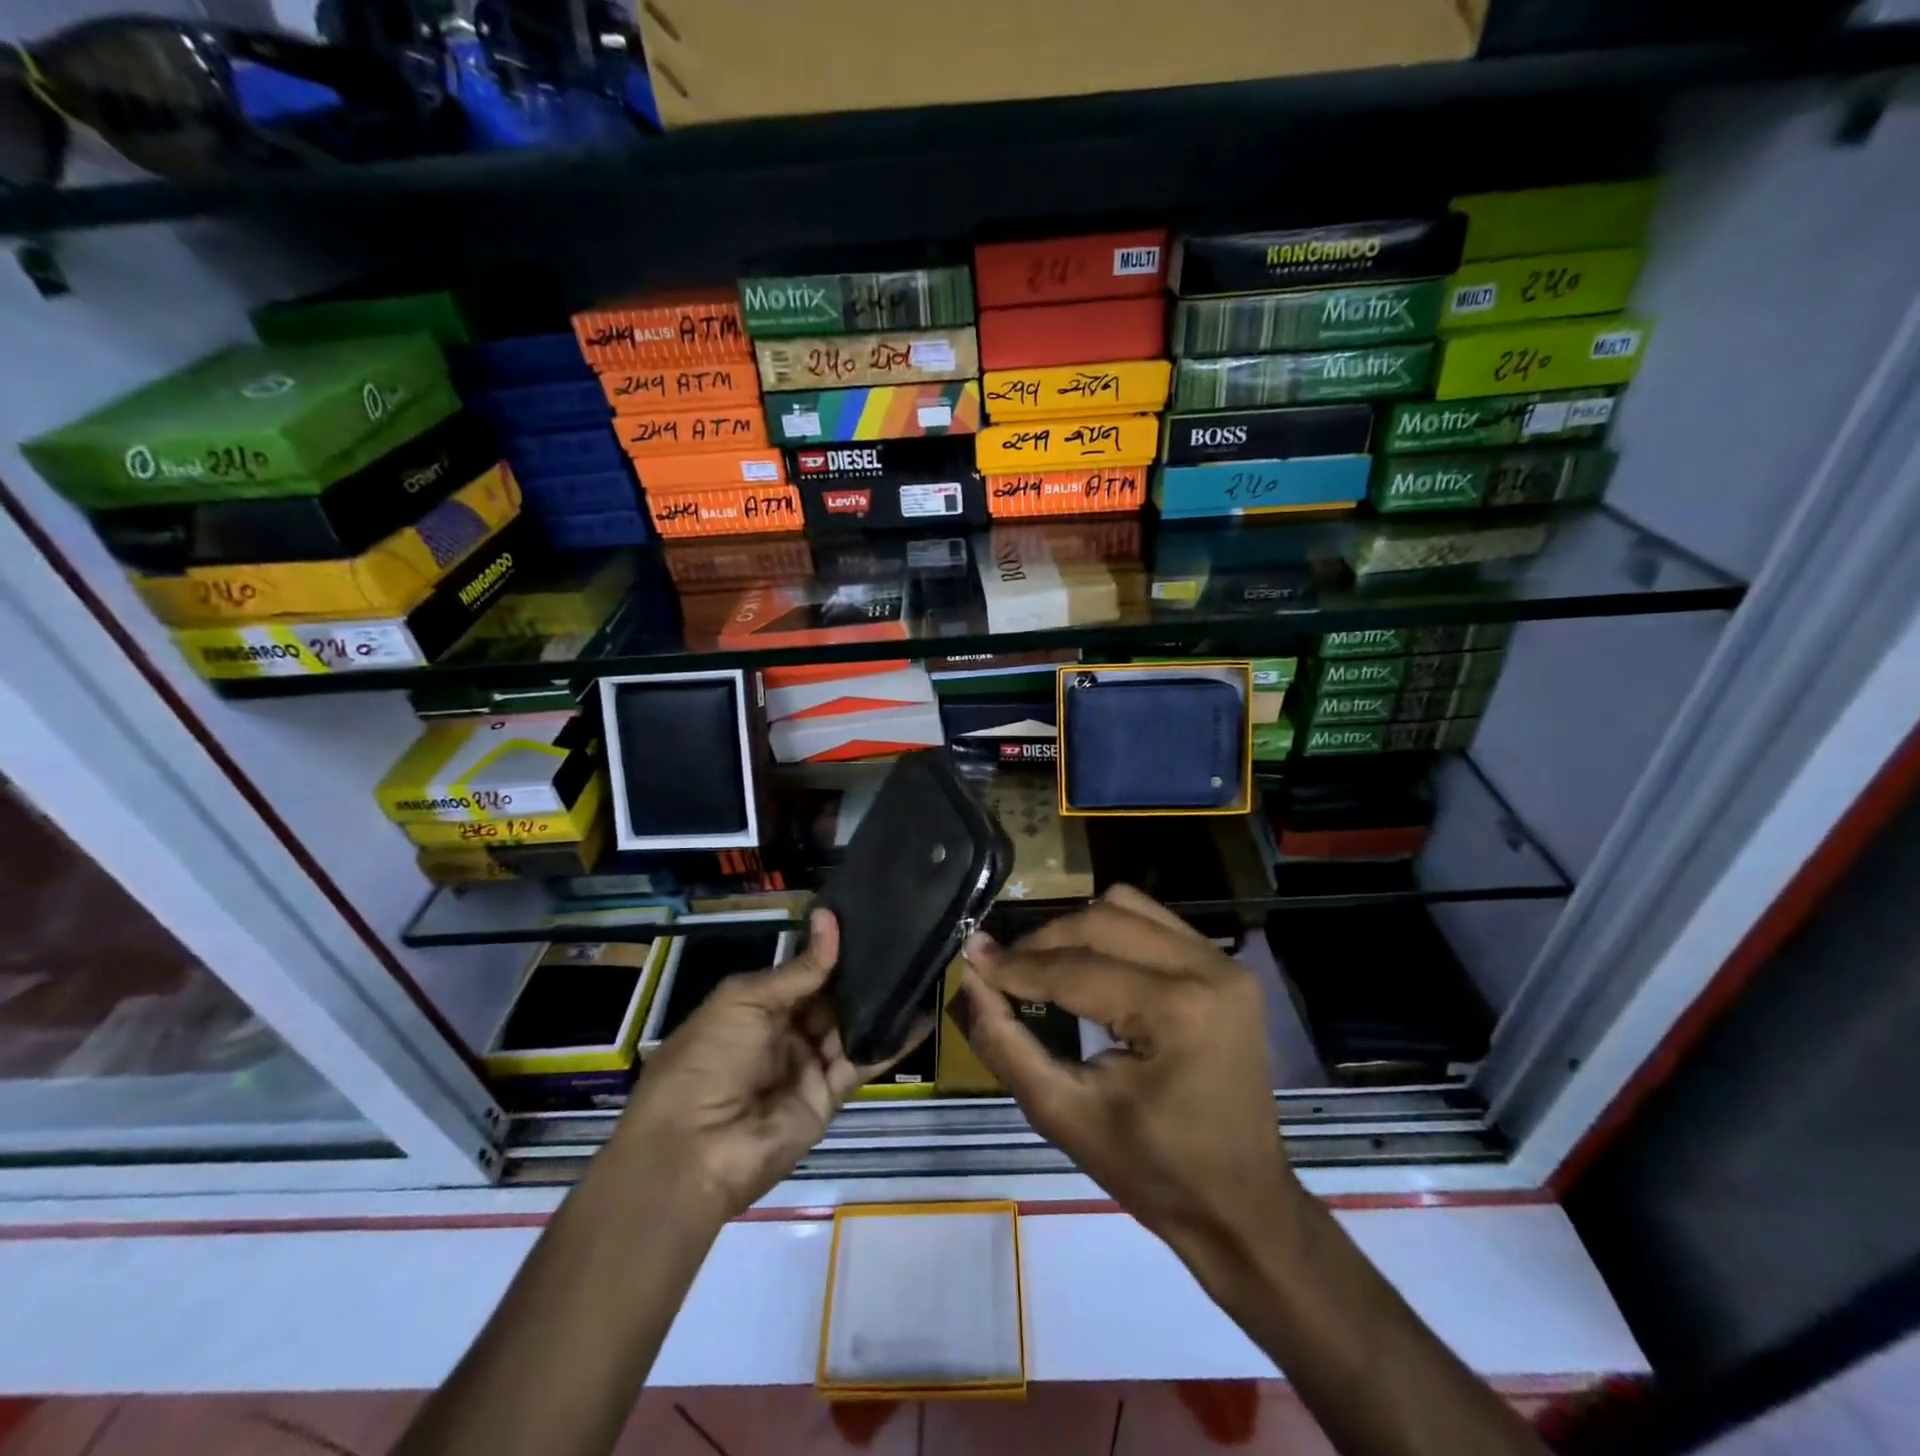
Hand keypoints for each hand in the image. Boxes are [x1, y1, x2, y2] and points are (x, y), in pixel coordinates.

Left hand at [615, 909, 916, 1225]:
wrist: (695, 1149)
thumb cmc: (709, 1059)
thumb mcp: (747, 1001)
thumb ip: (800, 968)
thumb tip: (830, 918)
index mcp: (757, 1004)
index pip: (804, 969)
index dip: (832, 947)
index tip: (870, 917)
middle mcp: (786, 1030)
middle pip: (831, 996)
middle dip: (862, 971)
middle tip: (905, 935)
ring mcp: (809, 1063)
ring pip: (852, 1025)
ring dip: (882, 1001)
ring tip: (921, 965)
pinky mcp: (830, 1094)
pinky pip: (864, 1060)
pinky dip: (892, 1040)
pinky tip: (921, 1014)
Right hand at [955, 885, 1300, 1277]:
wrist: (1240, 1205)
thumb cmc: (1152, 1173)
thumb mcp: (1063, 1116)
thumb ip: (1006, 1043)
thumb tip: (972, 977)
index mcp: (1177, 1012)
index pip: (1076, 969)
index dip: (1016, 965)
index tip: (972, 957)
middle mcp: (1207, 969)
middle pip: (1100, 921)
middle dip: (1043, 942)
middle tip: (1003, 967)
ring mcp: (1224, 962)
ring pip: (1126, 907)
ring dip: (1076, 929)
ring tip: (1044, 965)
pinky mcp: (1227, 965)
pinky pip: (1153, 922)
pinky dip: (1111, 932)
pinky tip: (1089, 964)